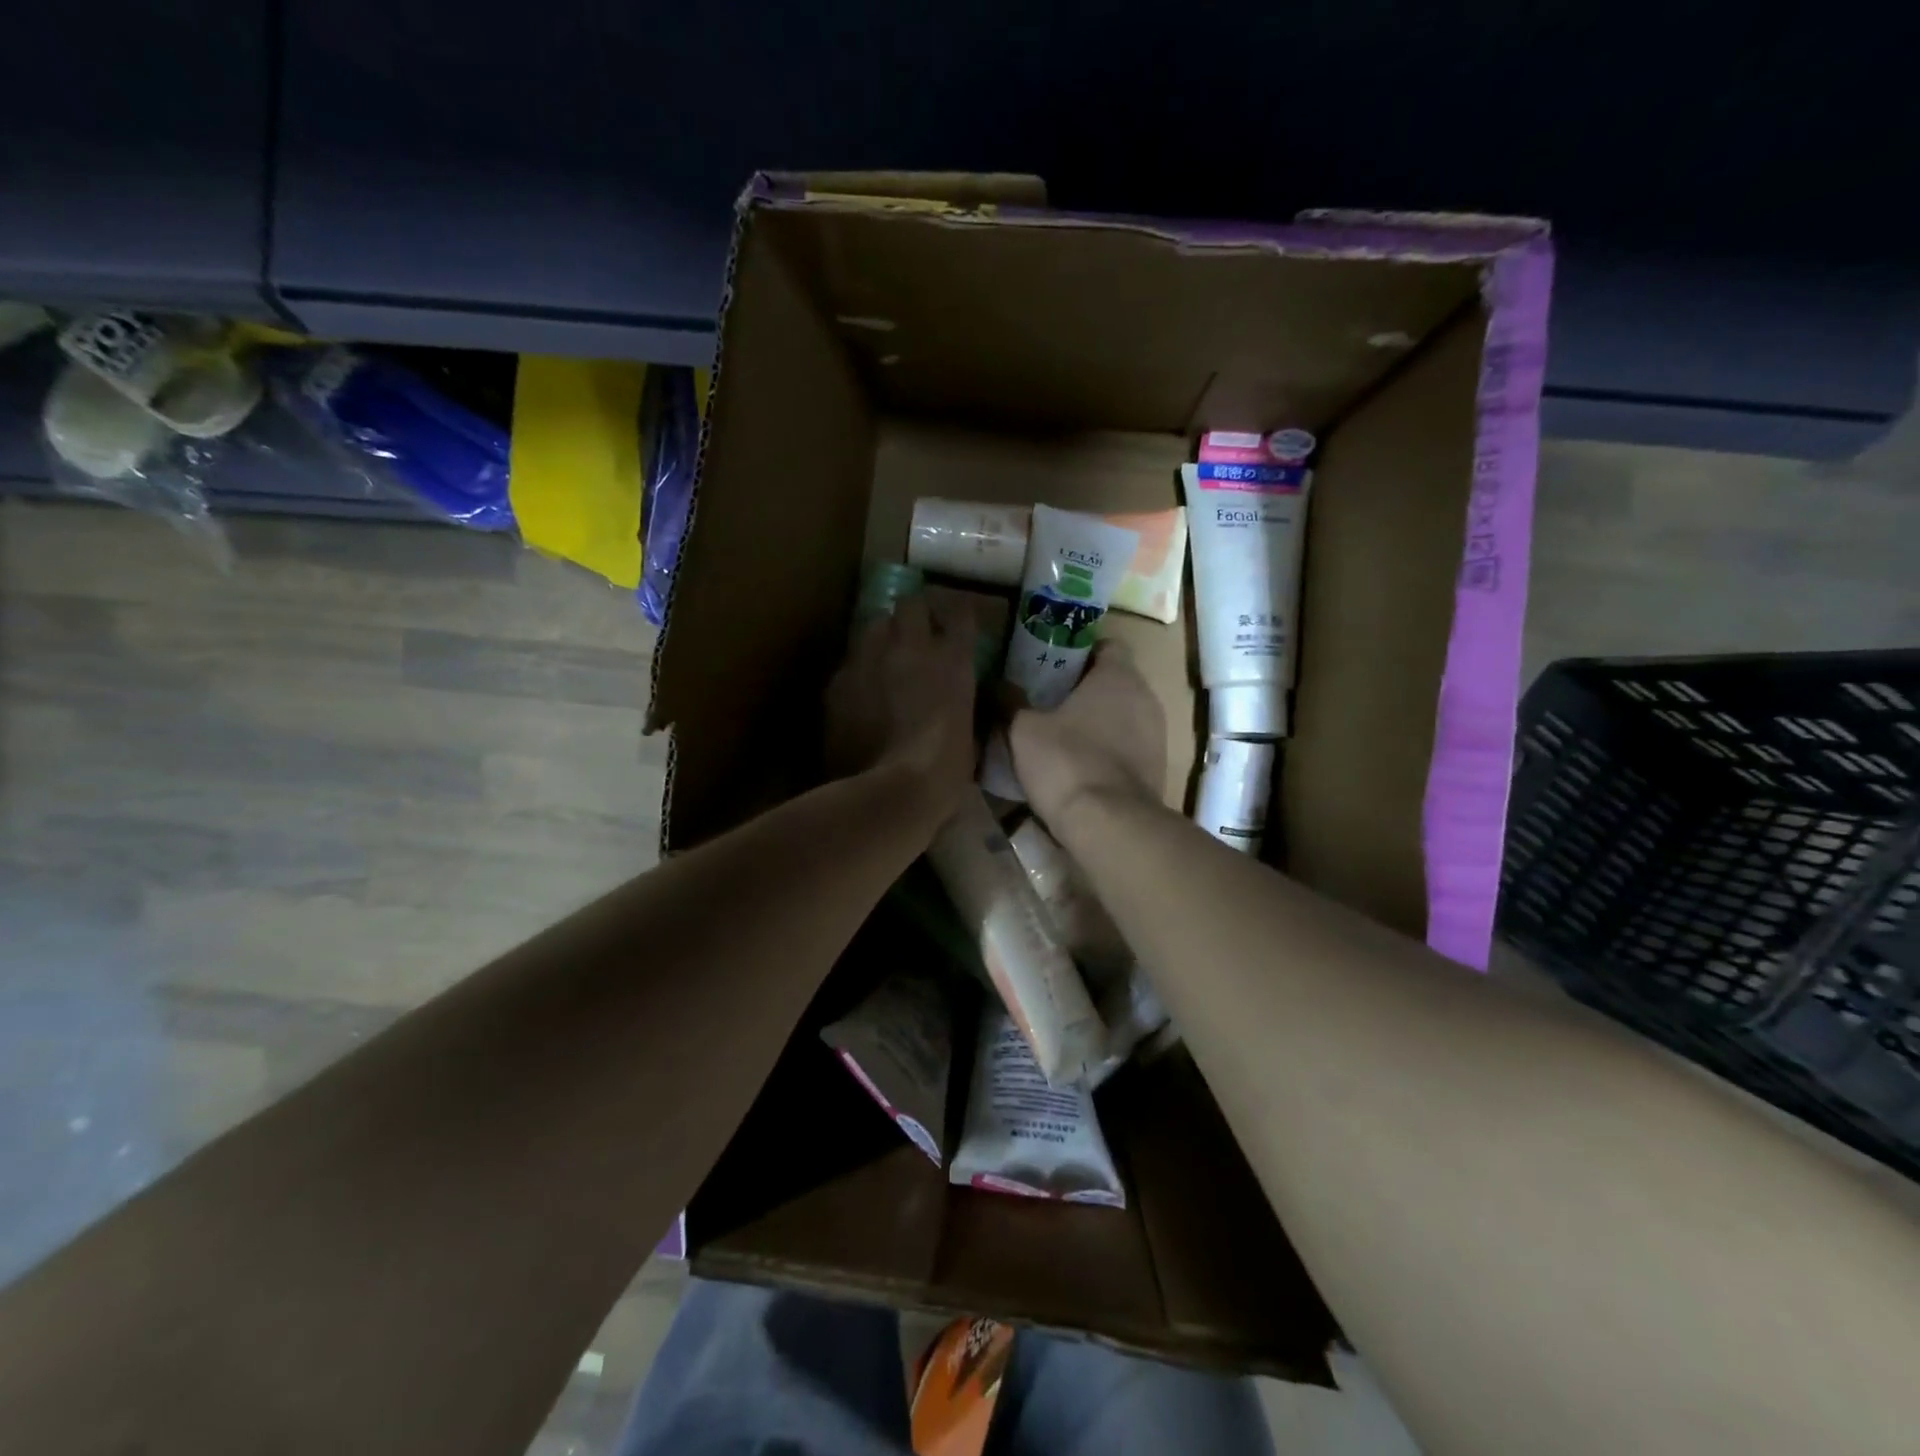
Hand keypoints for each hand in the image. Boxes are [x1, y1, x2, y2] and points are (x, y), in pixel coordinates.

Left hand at [824, 594, 977, 816]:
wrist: (891, 793)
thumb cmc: (944, 772)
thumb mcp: (969, 735)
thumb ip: (962, 707)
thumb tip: (957, 704)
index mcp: (953, 660)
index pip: (961, 613)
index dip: (959, 612)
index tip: (958, 619)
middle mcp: (910, 647)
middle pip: (911, 604)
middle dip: (915, 614)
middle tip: (916, 633)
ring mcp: (868, 660)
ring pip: (872, 625)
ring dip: (882, 636)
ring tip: (883, 658)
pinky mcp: (837, 683)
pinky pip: (849, 664)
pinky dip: (857, 672)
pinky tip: (859, 694)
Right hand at [1009, 640, 1165, 832]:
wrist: (1109, 825)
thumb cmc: (1066, 762)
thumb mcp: (1022, 730)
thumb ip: (1008, 702)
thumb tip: (994, 684)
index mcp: (1118, 676)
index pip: (1107, 645)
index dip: (1079, 652)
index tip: (1051, 666)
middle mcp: (1146, 698)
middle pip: (1115, 681)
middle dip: (1084, 689)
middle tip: (1047, 700)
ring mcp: (1157, 736)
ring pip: (1123, 716)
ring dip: (1098, 722)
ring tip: (1061, 736)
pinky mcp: (1157, 770)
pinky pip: (1129, 748)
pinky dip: (1108, 751)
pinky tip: (1080, 767)